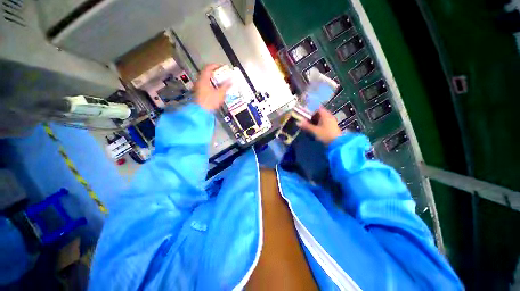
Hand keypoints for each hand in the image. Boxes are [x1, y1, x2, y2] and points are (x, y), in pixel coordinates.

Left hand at [194, 64, 231, 110]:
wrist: (201, 112)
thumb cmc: (210, 101)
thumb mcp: (220, 93)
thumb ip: (226, 86)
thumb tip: (231, 81)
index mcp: (203, 79)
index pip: (208, 68)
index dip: (215, 66)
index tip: (222, 67)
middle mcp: (199, 81)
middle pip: (207, 73)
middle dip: (215, 73)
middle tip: (223, 75)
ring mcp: (198, 87)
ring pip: (206, 80)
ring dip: (213, 80)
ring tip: (221, 82)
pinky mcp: (199, 93)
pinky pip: (205, 86)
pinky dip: (211, 85)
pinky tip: (217, 89)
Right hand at [298, 107, 341, 144]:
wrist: (337, 143)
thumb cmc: (325, 135)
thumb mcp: (314, 130)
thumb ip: (306, 126)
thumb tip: (298, 122)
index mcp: (325, 115)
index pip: (317, 109)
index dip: (311, 111)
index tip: (305, 115)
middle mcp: (329, 116)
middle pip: (319, 114)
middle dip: (312, 117)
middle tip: (306, 121)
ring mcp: (331, 121)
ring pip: (322, 119)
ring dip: (315, 121)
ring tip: (309, 126)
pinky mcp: (332, 127)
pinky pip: (324, 123)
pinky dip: (319, 124)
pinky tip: (315, 129)